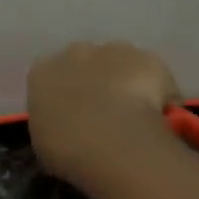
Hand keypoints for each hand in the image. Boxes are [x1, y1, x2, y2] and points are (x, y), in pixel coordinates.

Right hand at [26, 41, 181, 187]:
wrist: (112, 142)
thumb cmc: (65, 149)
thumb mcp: (43, 143)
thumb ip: (50, 125)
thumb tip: (63, 127)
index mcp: (41, 72)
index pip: (47, 78)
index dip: (60, 96)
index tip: (67, 117)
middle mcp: (75, 52)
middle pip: (84, 62)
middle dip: (92, 82)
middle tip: (100, 115)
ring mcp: (115, 50)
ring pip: (119, 62)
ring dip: (122, 81)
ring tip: (130, 117)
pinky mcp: (149, 59)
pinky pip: (151, 74)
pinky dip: (155, 91)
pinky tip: (156, 117)